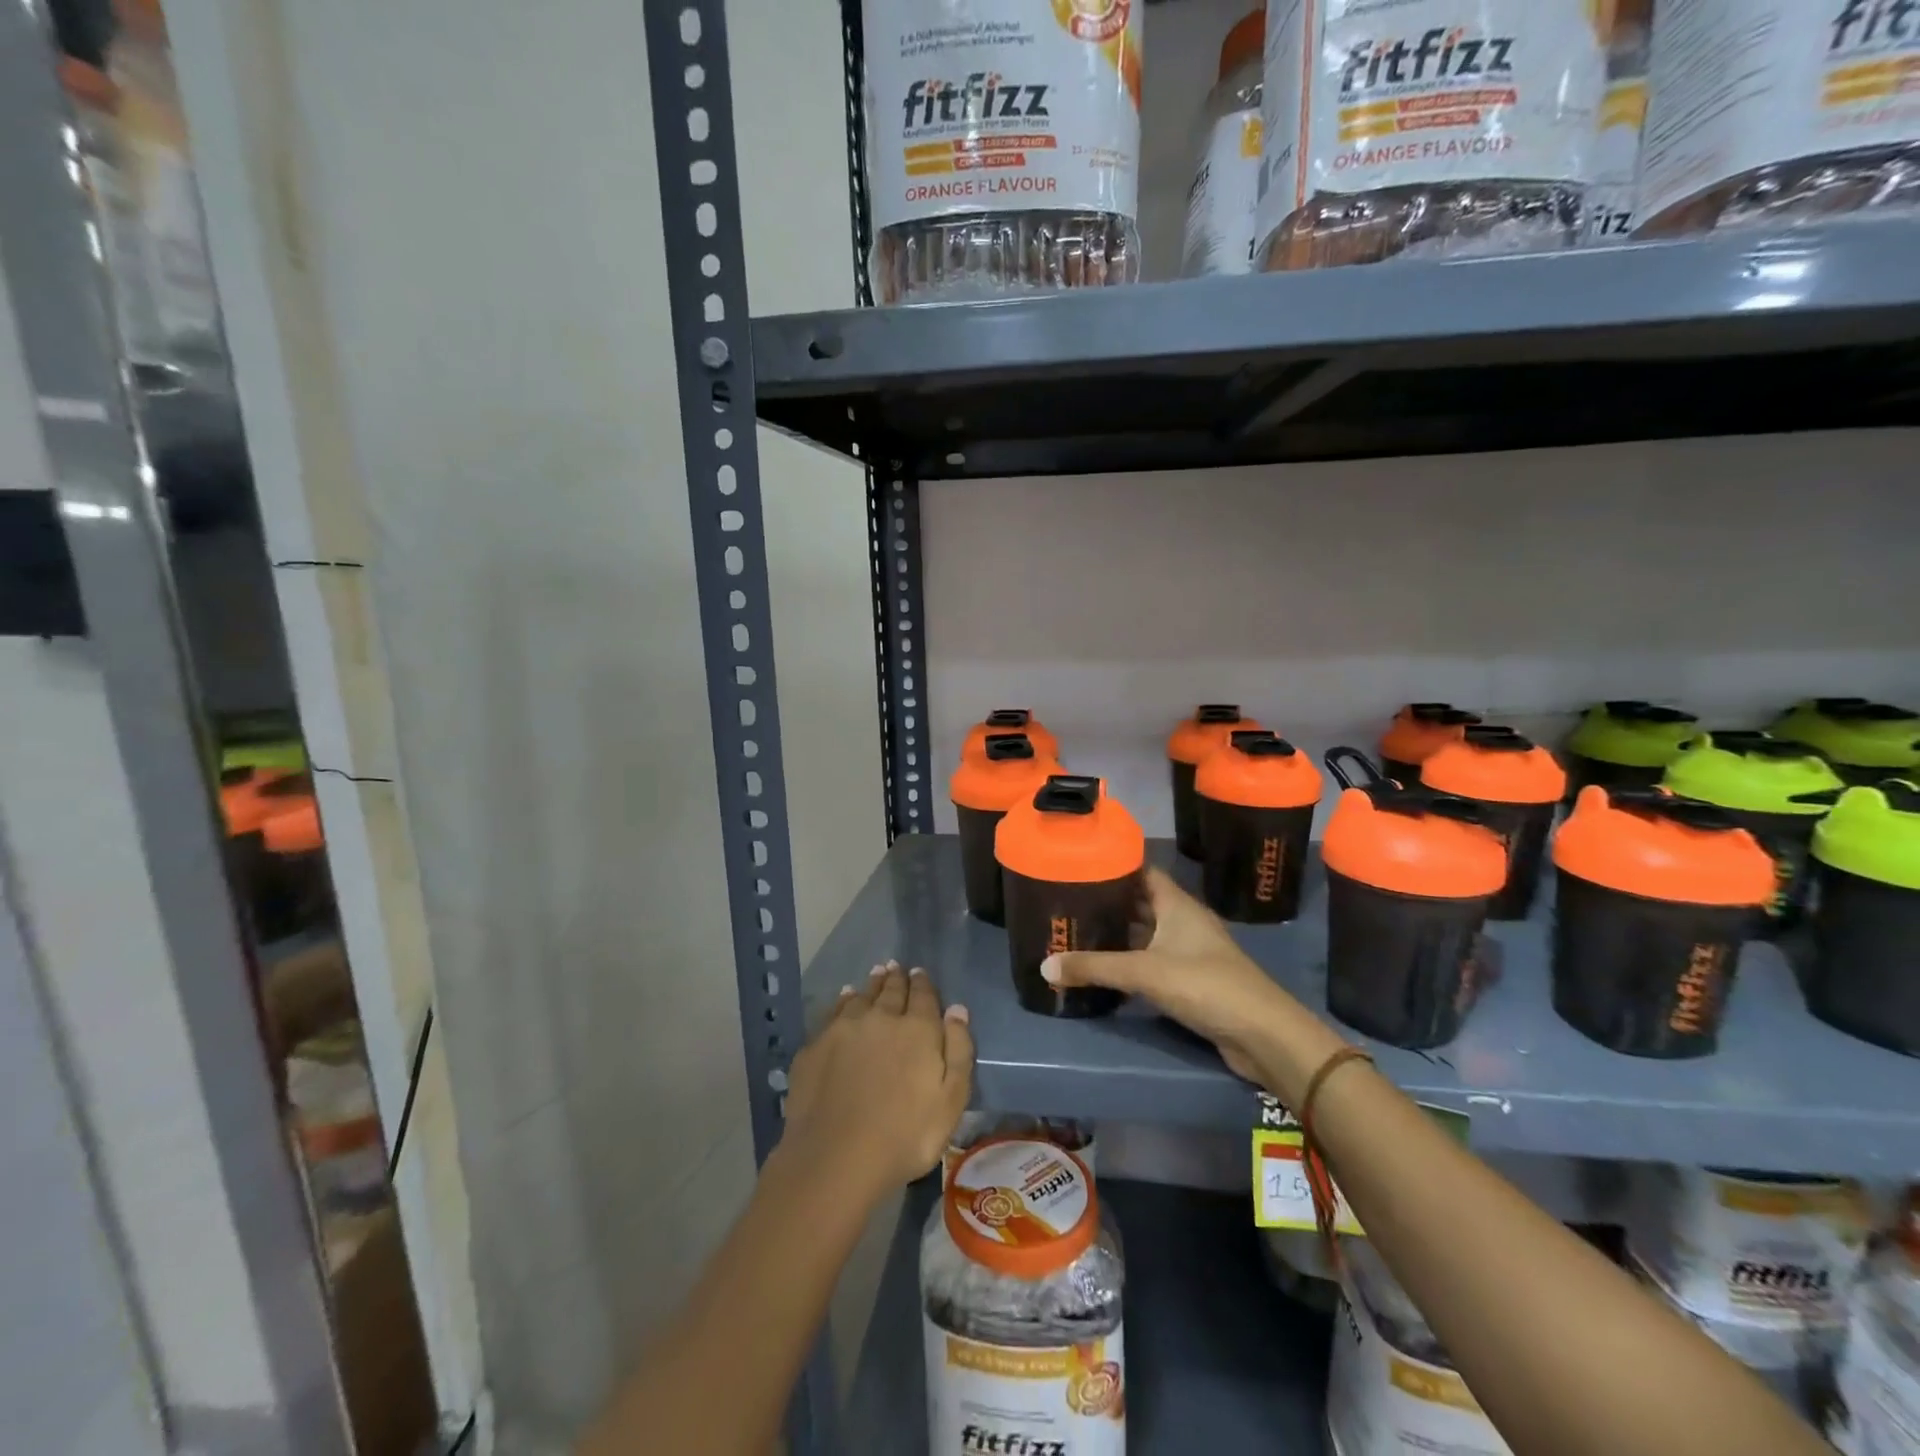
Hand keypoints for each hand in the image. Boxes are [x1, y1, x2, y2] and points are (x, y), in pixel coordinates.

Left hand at [779, 962, 973, 1199]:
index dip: (922, 983)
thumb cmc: (906, 1135)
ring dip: (871, 985)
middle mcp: (881, 1017)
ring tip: (875, 974)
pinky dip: (842, 1001)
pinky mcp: (816, 1046)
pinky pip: (833, 1013)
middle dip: (896, 978)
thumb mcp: (951, 1100)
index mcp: (917, 1029)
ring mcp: (844, 1029)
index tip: (919, 973)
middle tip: (896, 967)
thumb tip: (957, 1009)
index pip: (923, 996)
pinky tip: (844, 999)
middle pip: (891, 991)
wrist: (836, 1157)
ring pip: (861, 997)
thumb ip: (959, 1051)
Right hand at [1040, 868, 1340, 1089]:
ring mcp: (1189, 951)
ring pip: (1146, 934)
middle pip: (1141, 903)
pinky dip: (1130, 962)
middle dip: (1108, 902)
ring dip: (1118, 934)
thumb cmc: (1205, 984)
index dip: (1114, 866)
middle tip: (1068, 902)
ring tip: (1078, 931)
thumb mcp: (1144, 972)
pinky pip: (1152, 962)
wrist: (1263, 1035)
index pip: (1142, 871)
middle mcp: (1183, 921)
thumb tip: (1044, 965)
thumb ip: (1094, 967)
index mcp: (1177, 904)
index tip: (1079, 865)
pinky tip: (1104, 968)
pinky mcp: (1191, 981)